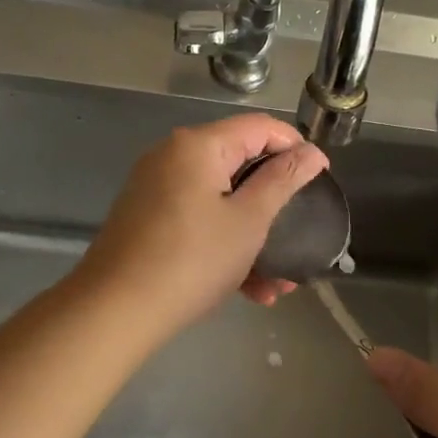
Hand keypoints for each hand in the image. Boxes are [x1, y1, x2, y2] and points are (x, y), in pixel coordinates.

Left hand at [76, 113, 329, 339]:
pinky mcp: (147, 219)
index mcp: (197, 145)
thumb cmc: (192, 260)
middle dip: (274, 202)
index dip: (295, 147)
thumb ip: (283, 180)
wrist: (114, 311)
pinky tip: (249, 289)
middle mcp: (172, 157)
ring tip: (279, 280)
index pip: (259, 127)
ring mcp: (156, 189)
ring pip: (220, 201)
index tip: (322, 178)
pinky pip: (197, 221)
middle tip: (301, 232)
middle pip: (238, 164)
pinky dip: (224, 245)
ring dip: (253, 235)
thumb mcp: (248, 221)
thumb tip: (311, 152)